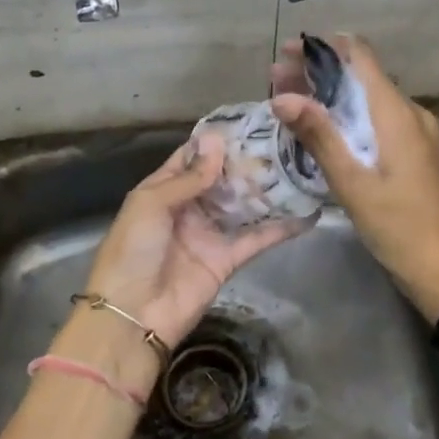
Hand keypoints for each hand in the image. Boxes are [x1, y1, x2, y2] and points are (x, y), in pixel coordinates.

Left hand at [84, 134, 313, 348]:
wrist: (131, 316)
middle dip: (248, 162)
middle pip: (223, 179)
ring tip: (299, 166)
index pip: (192, 158)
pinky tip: (307, 213)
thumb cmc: (132, 251)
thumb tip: (217, 141)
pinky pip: (257, 238)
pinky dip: (281, 228)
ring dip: (267, 189)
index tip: (250, 121)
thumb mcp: (151, 204)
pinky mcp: (228, 259)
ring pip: (244, 205)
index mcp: (164, 190)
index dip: (217, 141)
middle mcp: (190, 208)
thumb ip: (188, 177)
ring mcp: (210, 233)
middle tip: (284, 140)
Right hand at [270, 35, 438, 320]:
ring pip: (367, 98)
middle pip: (361, 75)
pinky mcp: (414, 151)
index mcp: (397, 113)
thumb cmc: (397, 226)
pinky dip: (347, 116)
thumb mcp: (352, 182)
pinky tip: (321, 129)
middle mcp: (410, 112)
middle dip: (318, 71)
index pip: (360, 56)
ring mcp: (416, 132)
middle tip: (276, 79)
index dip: (322, 46)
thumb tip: (282, 96)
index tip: (288, 52)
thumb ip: (319, 135)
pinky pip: (377, 120)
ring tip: (289, 100)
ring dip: (330, 95)